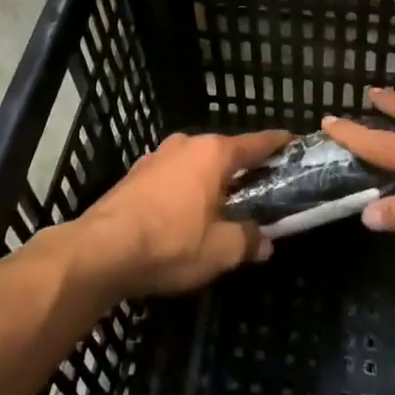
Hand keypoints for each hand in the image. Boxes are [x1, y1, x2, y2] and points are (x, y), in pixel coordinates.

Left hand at [77, 130, 290, 298]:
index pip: (256, 143)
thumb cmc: (171, 243)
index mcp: (212, 153)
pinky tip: (185, 218)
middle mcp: (184, 145)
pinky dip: (185, 192)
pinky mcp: (133, 177)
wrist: (101, 251)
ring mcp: (155, 158)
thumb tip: (265, 243)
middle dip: (241, 171)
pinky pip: (172, 179)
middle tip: (260, 192)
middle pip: (223, 154)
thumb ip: (248, 241)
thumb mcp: (221, 250)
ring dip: (210, 183)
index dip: (278, 144)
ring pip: (195, 166)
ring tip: (223, 208)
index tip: (294, 143)